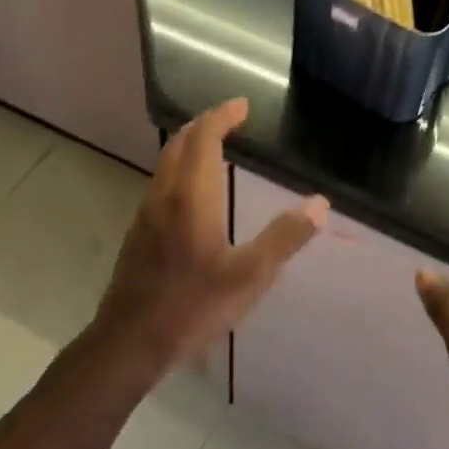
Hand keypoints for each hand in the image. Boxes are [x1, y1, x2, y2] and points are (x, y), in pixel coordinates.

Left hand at [88, 98, 327, 379]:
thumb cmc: (192, 307)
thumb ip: (284, 237)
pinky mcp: (138, 233)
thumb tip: (320, 204)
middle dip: (205, 124)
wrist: (128, 342)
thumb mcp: (250, 276)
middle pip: (180, 143)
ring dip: (190, 145)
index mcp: (192, 197)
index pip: (203, 138)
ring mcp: (146, 213)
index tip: (243, 105)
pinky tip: (194, 193)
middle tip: (231, 119)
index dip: (223, 116)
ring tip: (216, 147)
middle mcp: (164, 195)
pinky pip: (161, 183)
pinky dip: (180, 168)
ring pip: (166, 163)